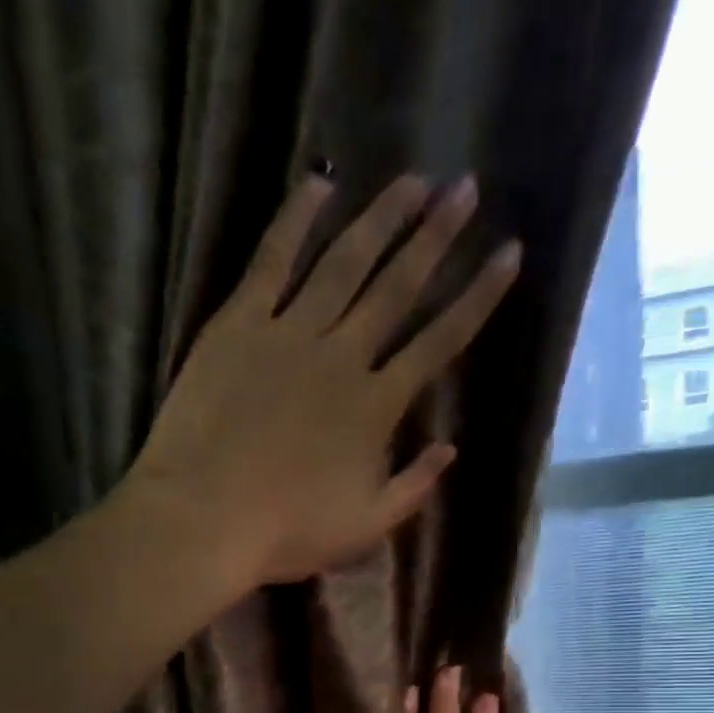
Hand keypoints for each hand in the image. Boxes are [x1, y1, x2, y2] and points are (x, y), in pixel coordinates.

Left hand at [125, 173, 521, 585]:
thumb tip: (450, 447)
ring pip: (343, 264)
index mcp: (376, 407)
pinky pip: (270, 261)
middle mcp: (342, 357)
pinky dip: (294, 221)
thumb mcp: (365, 527)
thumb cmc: (288, 533)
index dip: (478, 297)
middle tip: (465, 187)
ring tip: (411, 180)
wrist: (205, 519)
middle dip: (436, 237)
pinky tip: (318, 184)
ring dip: (380, 219)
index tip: (508, 253)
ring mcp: (288, 334)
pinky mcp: (237, 325)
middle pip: (398, 287)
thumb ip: (413, 487)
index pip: (440, 342)